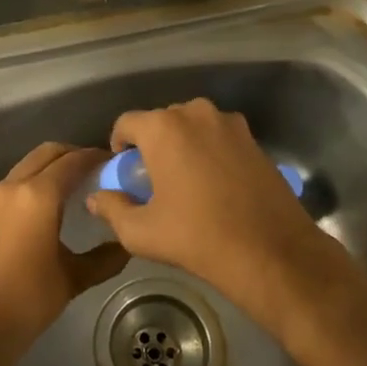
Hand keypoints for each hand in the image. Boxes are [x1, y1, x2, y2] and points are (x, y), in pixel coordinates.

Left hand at [0, 143, 129, 365]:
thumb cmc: (28, 300)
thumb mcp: (73, 278)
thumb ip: (104, 258)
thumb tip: (127, 245)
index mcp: (38, 195)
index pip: (73, 161)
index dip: (96, 157)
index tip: (115, 163)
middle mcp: (14, 186)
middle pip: (48, 153)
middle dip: (73, 155)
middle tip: (97, 171)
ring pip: (29, 164)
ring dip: (53, 166)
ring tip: (78, 186)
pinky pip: (16, 182)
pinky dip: (36, 180)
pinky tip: (52, 206)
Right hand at [84, 100, 357, 329]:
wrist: (271, 251)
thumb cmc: (197, 237)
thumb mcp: (142, 232)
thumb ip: (112, 209)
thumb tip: (96, 198)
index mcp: (164, 128)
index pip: (126, 122)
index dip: (119, 145)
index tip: (124, 172)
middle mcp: (196, 113)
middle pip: (161, 121)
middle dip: (152, 145)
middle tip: (152, 180)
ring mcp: (230, 124)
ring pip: (192, 127)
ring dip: (182, 146)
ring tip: (185, 181)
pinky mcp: (254, 139)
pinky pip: (218, 137)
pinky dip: (209, 152)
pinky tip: (214, 184)